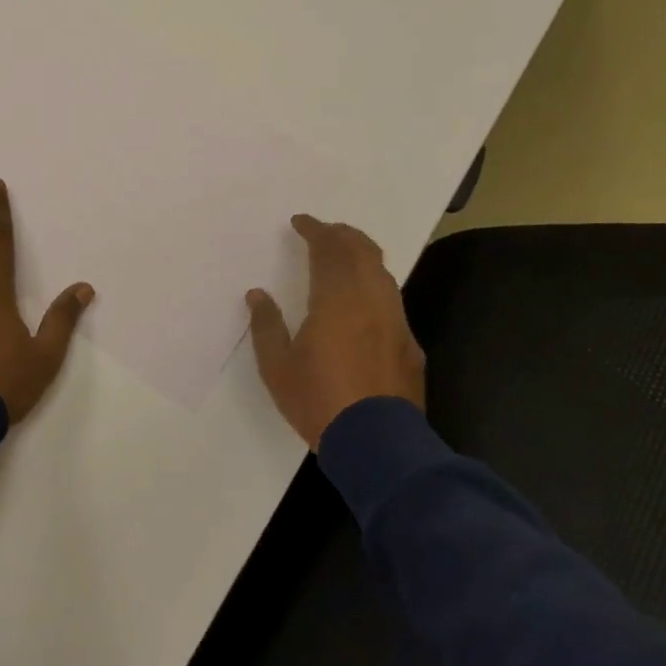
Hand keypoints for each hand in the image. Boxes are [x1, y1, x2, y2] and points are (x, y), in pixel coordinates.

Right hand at [246, 215, 425, 448]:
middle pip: (361, 250)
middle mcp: (370, 300)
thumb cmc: (320, 401)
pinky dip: (374, 283)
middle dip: (342, 234)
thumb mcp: (277, 368)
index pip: (328, 249)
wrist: (378, 444)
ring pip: (381, 271)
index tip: (300, 222)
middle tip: (324, 231)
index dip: (315, 230)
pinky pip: (391, 298)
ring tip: (344, 256)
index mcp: (336, 299)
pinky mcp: (409, 342)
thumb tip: (257, 294)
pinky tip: (364, 299)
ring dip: (361, 255)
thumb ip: (266, 326)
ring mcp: (395, 320)